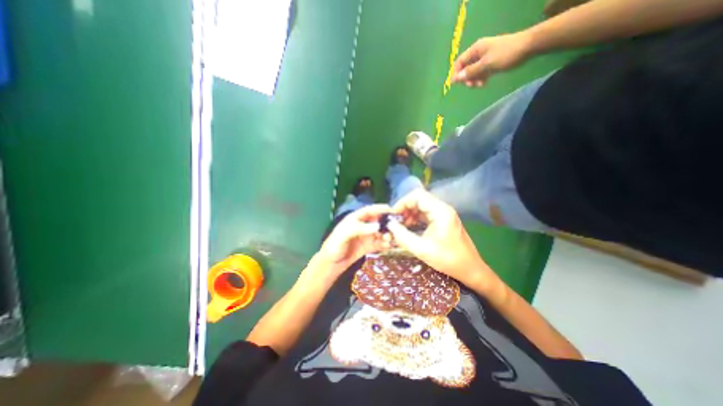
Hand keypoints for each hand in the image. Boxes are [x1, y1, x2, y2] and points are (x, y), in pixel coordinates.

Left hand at [314, 205, 392, 276]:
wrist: (331, 264)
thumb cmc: (334, 246)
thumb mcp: (344, 235)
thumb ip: (359, 229)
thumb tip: (377, 226)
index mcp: (354, 219)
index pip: (368, 211)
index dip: (379, 208)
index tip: (390, 209)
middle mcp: (362, 226)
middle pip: (377, 221)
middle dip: (386, 223)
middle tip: (395, 227)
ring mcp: (366, 236)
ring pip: (380, 232)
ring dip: (387, 234)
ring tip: (392, 238)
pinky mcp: (368, 246)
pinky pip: (379, 243)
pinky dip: (385, 244)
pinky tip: (389, 246)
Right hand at [387, 190, 500, 291]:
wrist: (470, 269)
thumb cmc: (448, 259)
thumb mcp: (421, 249)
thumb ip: (402, 236)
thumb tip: (389, 225)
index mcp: (440, 211)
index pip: (417, 195)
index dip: (402, 202)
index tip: (393, 215)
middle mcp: (443, 208)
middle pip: (419, 199)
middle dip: (405, 208)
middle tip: (396, 222)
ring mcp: (444, 213)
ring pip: (422, 206)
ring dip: (410, 213)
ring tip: (401, 226)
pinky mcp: (444, 220)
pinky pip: (426, 213)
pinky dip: (416, 218)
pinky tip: (410, 228)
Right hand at [454, 31, 532, 86]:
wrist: (529, 47)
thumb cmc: (506, 54)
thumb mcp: (486, 64)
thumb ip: (469, 72)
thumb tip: (454, 79)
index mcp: (475, 50)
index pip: (459, 62)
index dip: (456, 73)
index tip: (459, 84)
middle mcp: (478, 53)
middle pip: (465, 68)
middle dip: (467, 78)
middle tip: (473, 85)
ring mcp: (485, 58)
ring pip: (473, 72)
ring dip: (474, 80)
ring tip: (481, 85)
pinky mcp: (491, 63)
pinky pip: (481, 72)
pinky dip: (481, 78)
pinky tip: (485, 83)